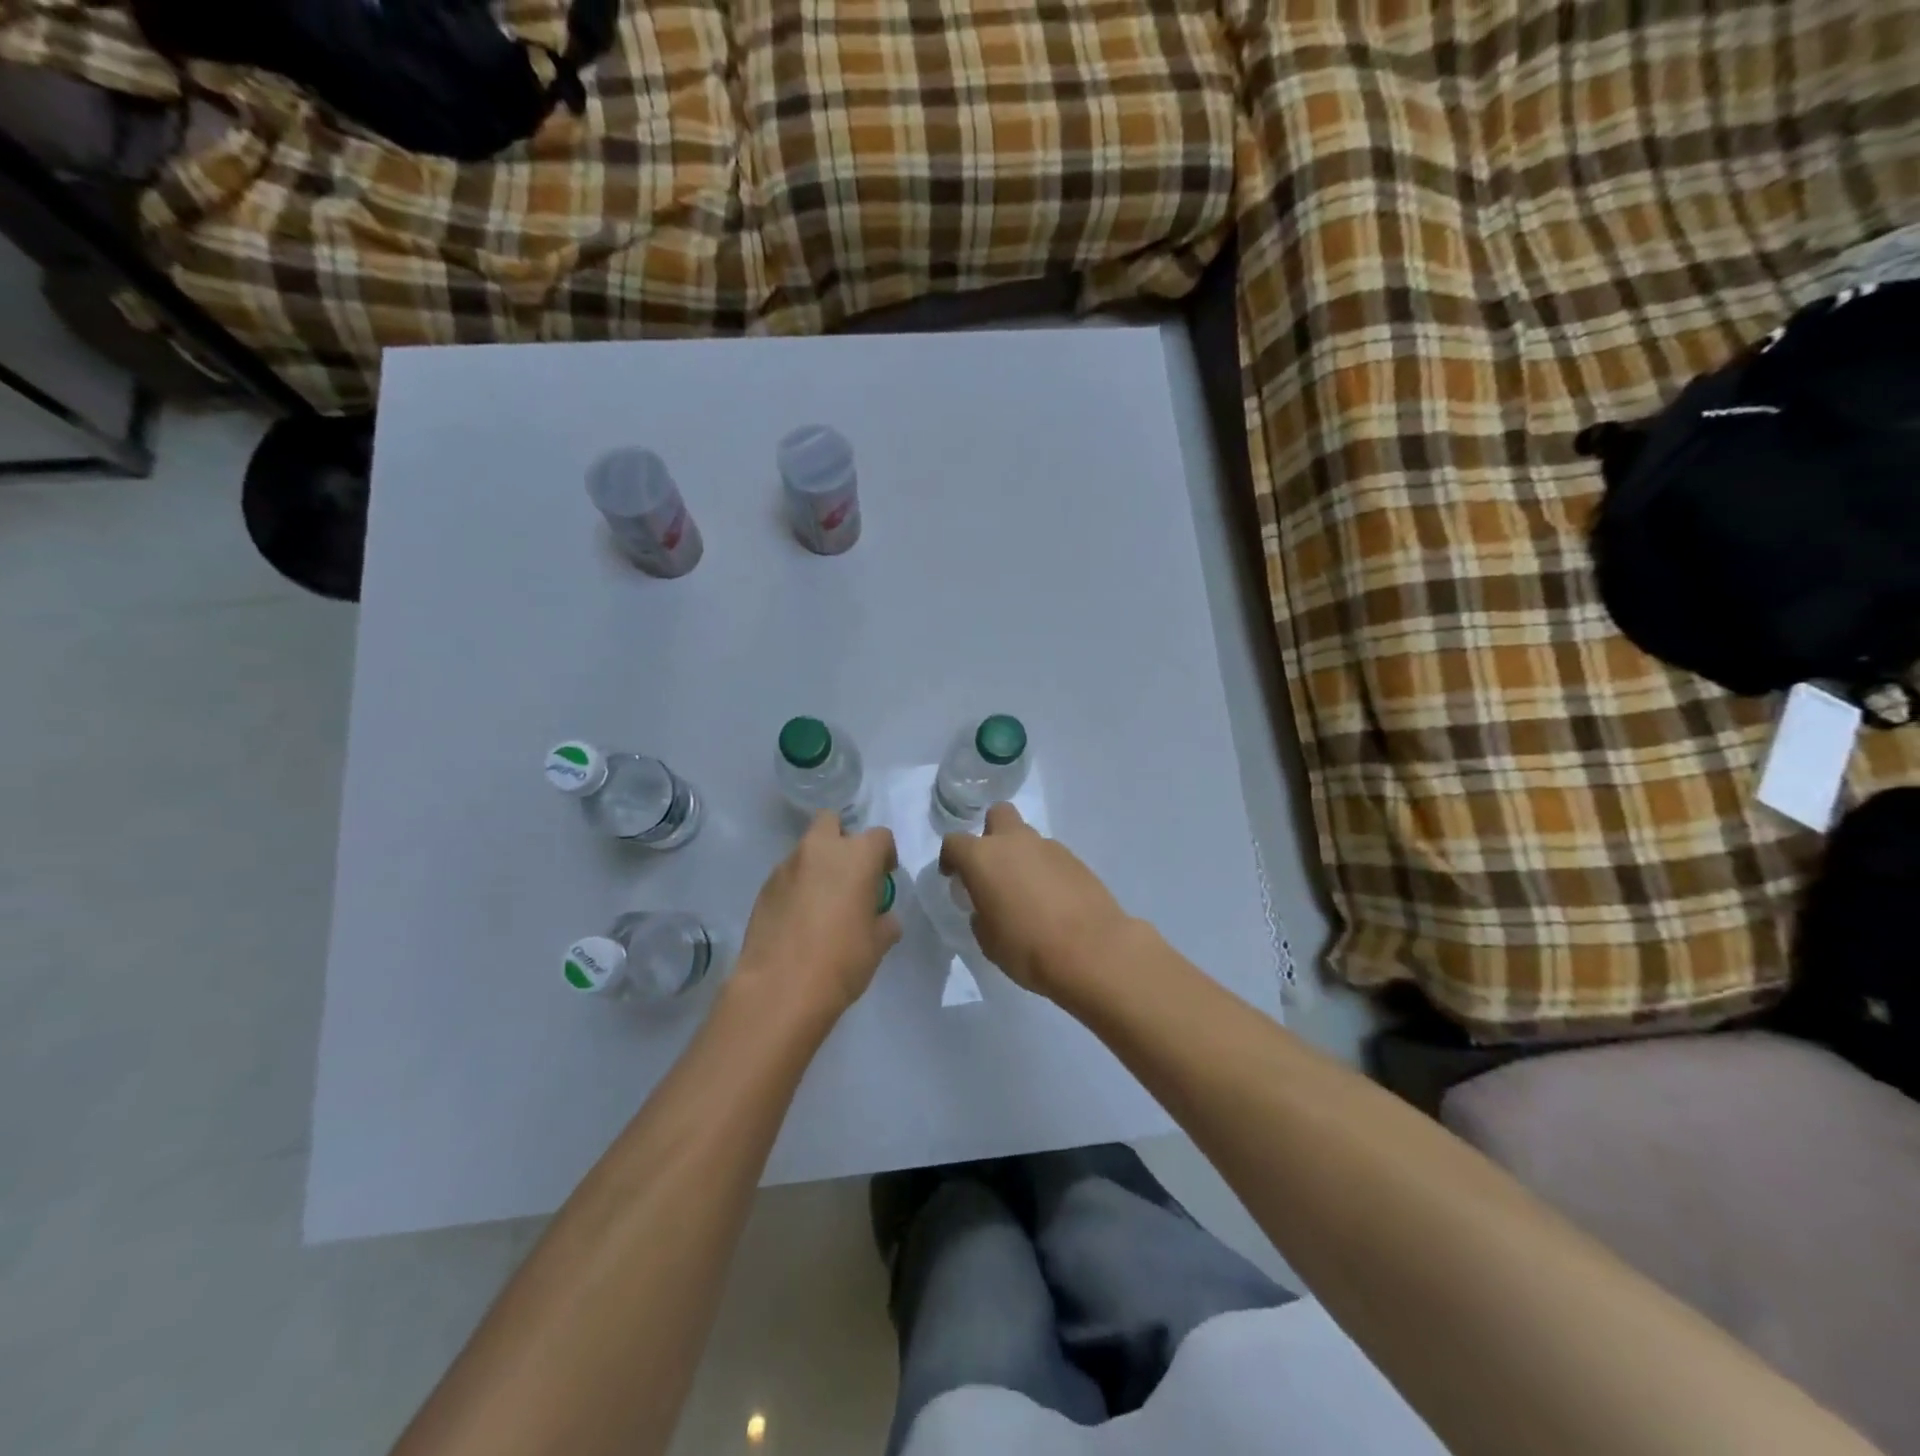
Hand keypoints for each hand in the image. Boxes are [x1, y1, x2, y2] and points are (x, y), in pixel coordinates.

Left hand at [735, 812, 900, 1024]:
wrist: (780, 988)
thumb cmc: (841, 961)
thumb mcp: (877, 944)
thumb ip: (884, 922)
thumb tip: (882, 918)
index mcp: (856, 857)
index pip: (880, 837)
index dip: (885, 855)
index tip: (884, 877)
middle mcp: (820, 850)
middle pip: (831, 822)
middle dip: (842, 839)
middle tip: (849, 874)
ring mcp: (787, 867)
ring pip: (807, 850)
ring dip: (818, 865)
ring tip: (822, 903)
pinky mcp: (764, 888)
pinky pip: (787, 876)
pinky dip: (797, 887)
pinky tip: (799, 919)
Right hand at [940, 803, 1131, 997]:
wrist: (1092, 951)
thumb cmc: (1027, 948)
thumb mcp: (988, 940)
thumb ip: (981, 915)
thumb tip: (987, 907)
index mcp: (983, 858)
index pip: (954, 842)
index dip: (950, 858)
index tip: (954, 877)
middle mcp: (1014, 842)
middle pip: (998, 815)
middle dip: (991, 833)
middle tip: (993, 867)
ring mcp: (1049, 847)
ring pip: (1027, 837)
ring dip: (1021, 855)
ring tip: (1026, 891)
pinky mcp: (1076, 860)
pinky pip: (1051, 857)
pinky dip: (1045, 870)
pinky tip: (1052, 900)